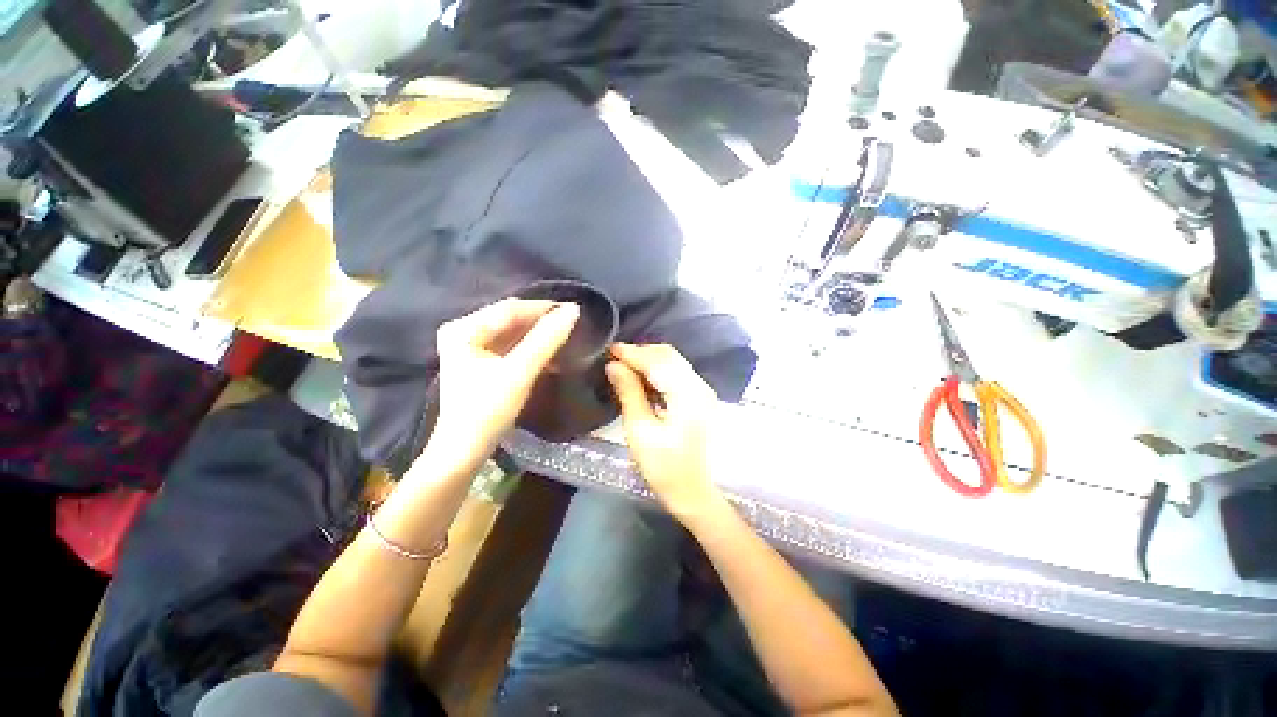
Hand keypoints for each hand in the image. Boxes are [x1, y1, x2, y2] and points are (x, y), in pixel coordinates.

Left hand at [427, 299, 578, 471]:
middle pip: (510, 319)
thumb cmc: (488, 411)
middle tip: (572, 325)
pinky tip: (549, 353)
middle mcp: (463, 331)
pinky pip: (510, 345)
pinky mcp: (480, 361)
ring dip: (538, 335)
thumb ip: (546, 340)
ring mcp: (470, 346)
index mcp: (464, 329)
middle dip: (541, 322)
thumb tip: (573, 311)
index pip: (510, 309)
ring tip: (565, 337)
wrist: (465, 450)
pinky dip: (530, 348)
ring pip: (513, 332)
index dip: (543, 308)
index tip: (574, 310)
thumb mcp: (519, 373)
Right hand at [606, 343, 725, 521]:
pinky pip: (677, 373)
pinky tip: (642, 379)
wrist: (696, 493)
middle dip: (641, 353)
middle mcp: (698, 385)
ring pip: (673, 362)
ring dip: (649, 361)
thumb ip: (629, 393)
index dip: (632, 353)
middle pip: (668, 356)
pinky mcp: (700, 398)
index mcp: (686, 393)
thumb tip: (614, 366)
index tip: (609, 349)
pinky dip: (658, 371)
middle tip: (615, 359)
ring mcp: (702, 391)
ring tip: (625, 367)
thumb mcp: (640, 431)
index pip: (656, 361)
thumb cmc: (666, 468)